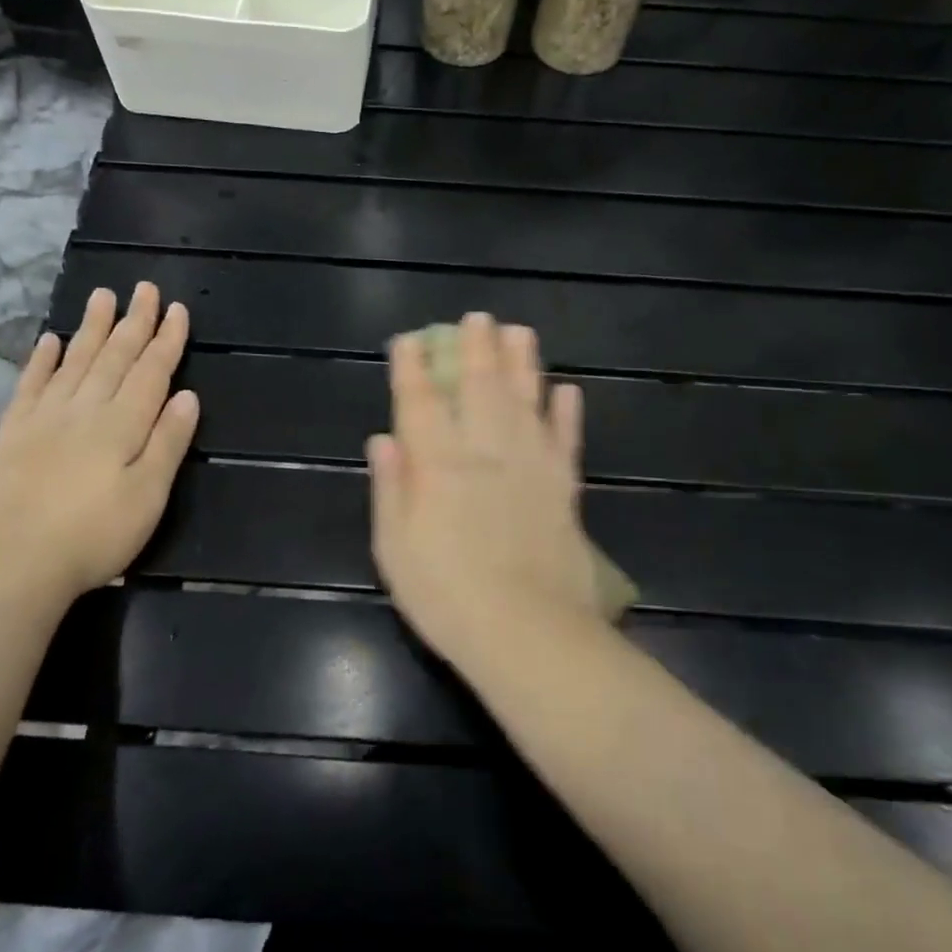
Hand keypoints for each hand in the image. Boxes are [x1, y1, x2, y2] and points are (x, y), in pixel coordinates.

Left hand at [0, 282, 198, 609]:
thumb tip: (188, 396)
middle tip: (144, 287)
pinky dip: (42, 360)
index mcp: (123, 424)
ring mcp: (46, 418)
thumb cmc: (94, 535)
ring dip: (92, 327)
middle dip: (134, 322)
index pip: (151, 372)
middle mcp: (85, 409)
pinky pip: (31, 385)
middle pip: (114, 357)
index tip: (178, 309)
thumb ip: (167, 442)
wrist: (13, 562)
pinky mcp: (14, 434)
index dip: (167, 340)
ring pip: (75, 361)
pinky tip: (49, 340)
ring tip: (102, 296)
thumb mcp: (148, 495)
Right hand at [367, 313, 600, 674]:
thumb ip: (390, 487)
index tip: (410, 340)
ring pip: (526, 400)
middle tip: (475, 317)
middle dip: (474, 348)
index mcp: (438, 464)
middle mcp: (486, 451)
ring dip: (522, 363)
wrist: (526, 633)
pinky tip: (567, 390)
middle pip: (480, 387)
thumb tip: (384, 438)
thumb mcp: (394, 548)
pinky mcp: (564, 488)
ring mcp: (531, 466)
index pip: (421, 402)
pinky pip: (566, 439)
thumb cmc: (446, 595)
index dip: (413, 367)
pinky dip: (567, 413)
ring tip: (518, 332)